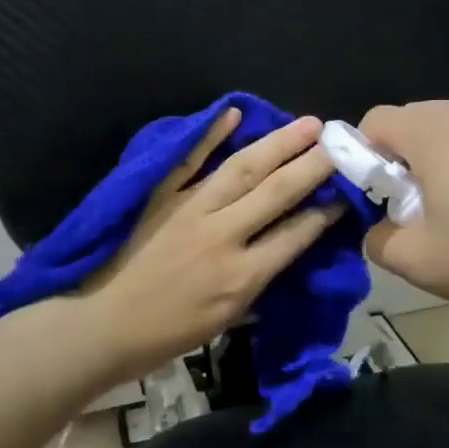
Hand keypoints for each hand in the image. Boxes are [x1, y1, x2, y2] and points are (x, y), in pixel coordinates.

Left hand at [81, 111, 344, 375]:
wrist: (103, 324)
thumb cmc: (166, 334)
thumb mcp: (224, 323)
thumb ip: (257, 286)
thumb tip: (283, 255)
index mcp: (241, 276)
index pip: (295, 235)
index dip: (325, 213)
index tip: (346, 193)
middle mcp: (222, 235)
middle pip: (276, 192)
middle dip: (313, 165)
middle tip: (340, 142)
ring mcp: (189, 210)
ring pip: (242, 169)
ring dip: (278, 144)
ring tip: (308, 124)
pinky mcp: (160, 197)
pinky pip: (188, 161)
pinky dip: (210, 135)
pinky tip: (233, 113)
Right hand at [358, 98, 448, 318]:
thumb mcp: (419, 262)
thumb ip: (377, 240)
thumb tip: (378, 228)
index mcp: (432, 130)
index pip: (375, 122)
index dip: (363, 157)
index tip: (381, 198)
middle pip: (415, 122)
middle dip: (406, 160)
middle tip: (423, 209)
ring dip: (447, 161)